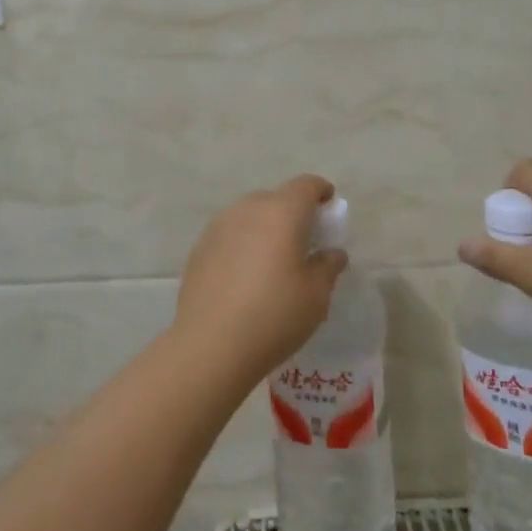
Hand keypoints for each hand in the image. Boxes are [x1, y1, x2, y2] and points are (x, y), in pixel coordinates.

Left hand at [173, 175, 348, 385]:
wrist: (211, 345)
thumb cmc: (274, 315)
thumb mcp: (316, 295)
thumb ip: (328, 267)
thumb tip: (332, 253)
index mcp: (281, 213)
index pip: (305, 186)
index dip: (320, 191)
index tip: (329, 204)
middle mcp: (247, 210)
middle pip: (275, 198)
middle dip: (291, 212)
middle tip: (303, 239)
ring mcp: (218, 227)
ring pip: (248, 215)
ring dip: (264, 227)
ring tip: (273, 258)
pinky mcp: (199, 248)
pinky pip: (229, 235)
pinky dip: (242, 243)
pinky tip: (245, 274)